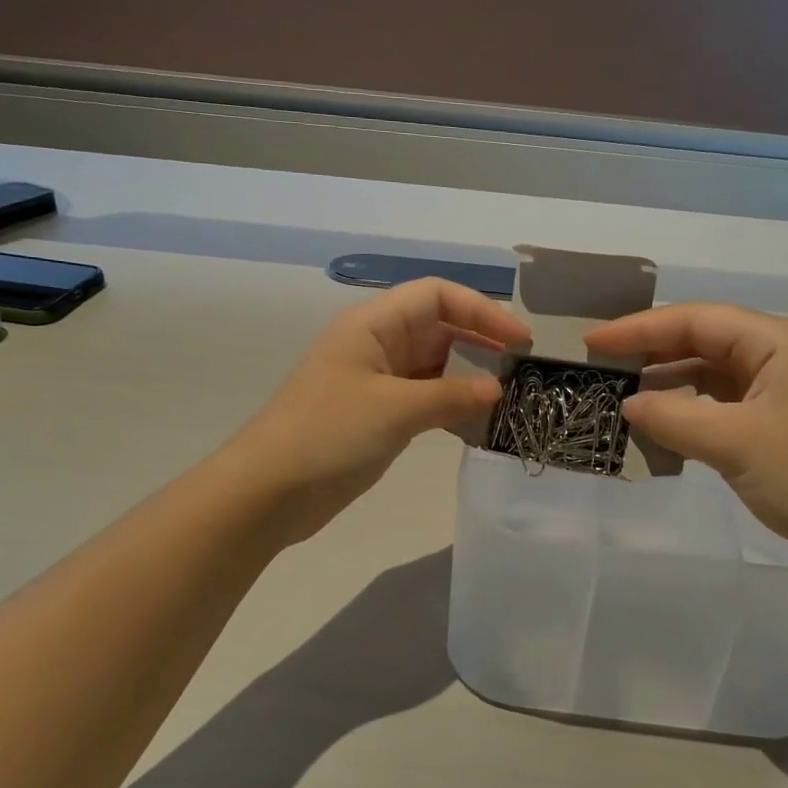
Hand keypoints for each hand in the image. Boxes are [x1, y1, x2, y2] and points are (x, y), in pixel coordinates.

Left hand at [218, 279, 530, 543]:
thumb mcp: (395, 410)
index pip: (437, 296)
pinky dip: (450, 405)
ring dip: (468, 377)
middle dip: (480, 342)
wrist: (268, 492)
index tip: (520, 341)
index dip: (482, 310)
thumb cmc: (328, 436)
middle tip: (520, 371)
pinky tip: (475, 423)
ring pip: (433, 365)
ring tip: (506, 398)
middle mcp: (375, 344)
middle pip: (438, 327)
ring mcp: (375, 381)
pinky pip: (423, 398)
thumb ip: (451, 396)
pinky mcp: (375, 415)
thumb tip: (496, 389)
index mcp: (372, 324)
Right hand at [585, 303, 787, 574]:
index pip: (697, 320)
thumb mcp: (735, 444)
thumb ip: (673, 417)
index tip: (592, 341)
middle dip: (652, 350)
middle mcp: (781, 354)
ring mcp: (781, 388)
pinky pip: (722, 402)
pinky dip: (689, 408)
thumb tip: (627, 403)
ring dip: (668, 380)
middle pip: (704, 339)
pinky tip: (660, 420)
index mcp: (778, 341)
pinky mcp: (779, 420)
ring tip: (621, 390)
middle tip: (601, 365)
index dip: (640, 328)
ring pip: (711, 372)